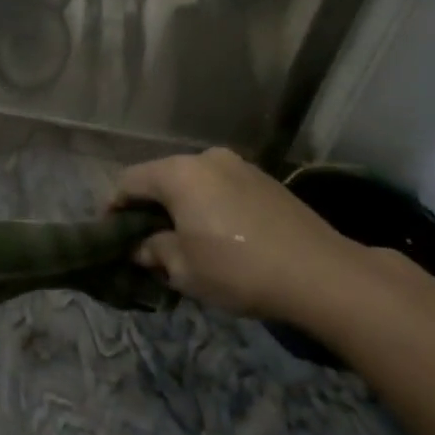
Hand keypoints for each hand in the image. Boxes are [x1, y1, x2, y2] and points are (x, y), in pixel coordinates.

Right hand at [113, 148, 369, 319]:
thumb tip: (142, 247)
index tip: (111, 234)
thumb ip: (153, 251)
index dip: (114, 207)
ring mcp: (240, 167)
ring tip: (182, 240)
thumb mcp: (183, 268)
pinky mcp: (266, 182)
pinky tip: (217, 236)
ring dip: (180, 207)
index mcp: (179, 174)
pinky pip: (221, 189)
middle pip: (161, 178)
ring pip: (193, 183)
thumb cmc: (238, 269)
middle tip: (145, 241)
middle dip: (149, 208)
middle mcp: (207, 159)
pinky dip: (208, 207)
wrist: (323, 275)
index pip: (129, 181)